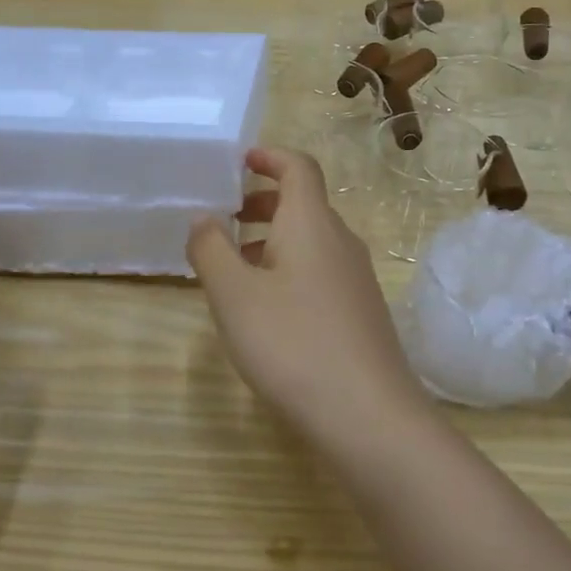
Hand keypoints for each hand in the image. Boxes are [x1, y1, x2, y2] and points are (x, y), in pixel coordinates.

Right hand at [187, 148, 426, 443]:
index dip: (269, 156)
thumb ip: (211, 249)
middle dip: (261, 202)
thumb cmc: (293, 343)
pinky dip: (288, 269)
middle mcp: (340, 240)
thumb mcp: (235, 296)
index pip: (298, 167)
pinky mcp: (360, 311)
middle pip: (303, 203)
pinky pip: (319, 271)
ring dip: (271, 239)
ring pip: (310, 240)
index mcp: (311, 223)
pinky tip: (266, 307)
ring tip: (232, 266)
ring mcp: (356, 278)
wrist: (368, 414)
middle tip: (223, 217)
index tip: (238, 161)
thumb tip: (203, 218)